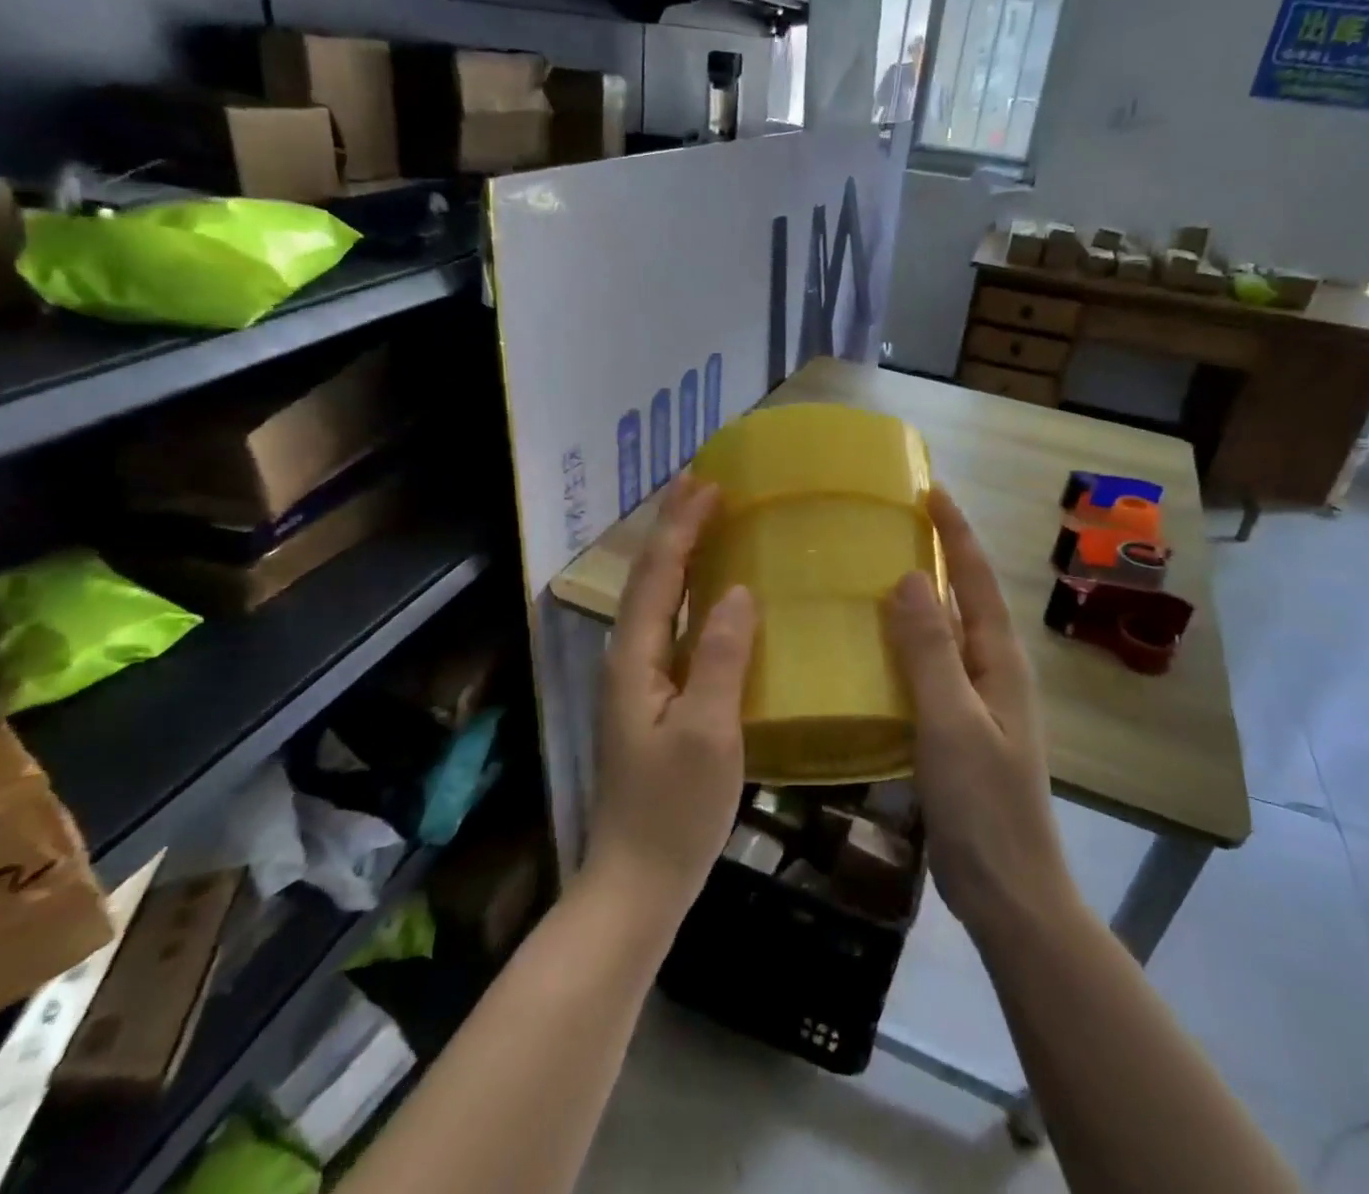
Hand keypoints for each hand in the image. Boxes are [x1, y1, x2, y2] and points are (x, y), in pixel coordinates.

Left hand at [587, 474, 756, 920]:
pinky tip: (712, 597)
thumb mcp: (709, 733)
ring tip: (707, 522)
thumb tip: (740, 591)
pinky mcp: (653, 701)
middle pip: (649, 578)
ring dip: (679, 556)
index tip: (710, 484)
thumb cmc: (673, 811)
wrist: (637, 883)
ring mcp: (638, 681)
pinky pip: (671, 628)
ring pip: (657, 601)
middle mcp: (628, 659)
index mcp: (635, 658)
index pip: (658, 574)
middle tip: (704, 486)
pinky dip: (689, 595)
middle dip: (673, 528)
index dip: (682, 526)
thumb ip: (722, 658)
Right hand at [885, 486, 1076, 941]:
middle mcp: (995, 671)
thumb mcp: (951, 721)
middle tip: (899, 521)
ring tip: (881, 569)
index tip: (930, 490)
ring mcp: (980, 701)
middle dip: (941, 554)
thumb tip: (907, 577)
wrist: (1008, 891)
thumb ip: (930, 650)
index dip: (955, 533)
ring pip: (949, 632)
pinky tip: (878, 646)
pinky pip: (933, 666)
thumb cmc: (983, 805)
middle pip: (967, 599)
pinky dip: (910, 642)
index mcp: (1000, 661)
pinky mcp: (960, 728)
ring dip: (924, 596)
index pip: (976, 579)